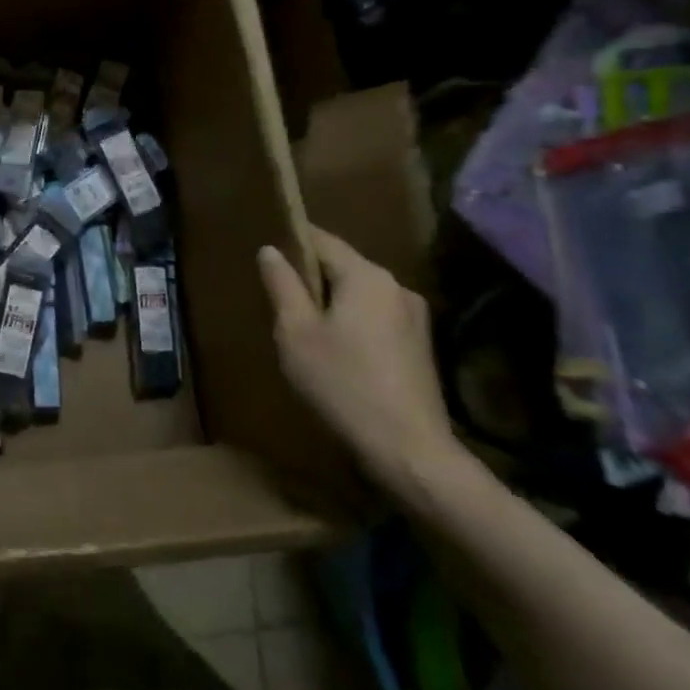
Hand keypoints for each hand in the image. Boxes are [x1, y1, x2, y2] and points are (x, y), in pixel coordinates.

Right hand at [257, 228, 458, 495]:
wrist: (409, 450)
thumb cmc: (342, 383)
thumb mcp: (296, 333)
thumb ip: (282, 285)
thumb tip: (270, 250)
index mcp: (366, 276)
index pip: (322, 240)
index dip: (292, 240)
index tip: (268, 250)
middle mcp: (396, 286)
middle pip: (344, 266)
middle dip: (312, 277)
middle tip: (279, 298)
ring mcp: (415, 316)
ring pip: (360, 294)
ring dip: (333, 302)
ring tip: (305, 328)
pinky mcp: (421, 345)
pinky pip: (376, 317)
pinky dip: (353, 322)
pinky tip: (338, 352)